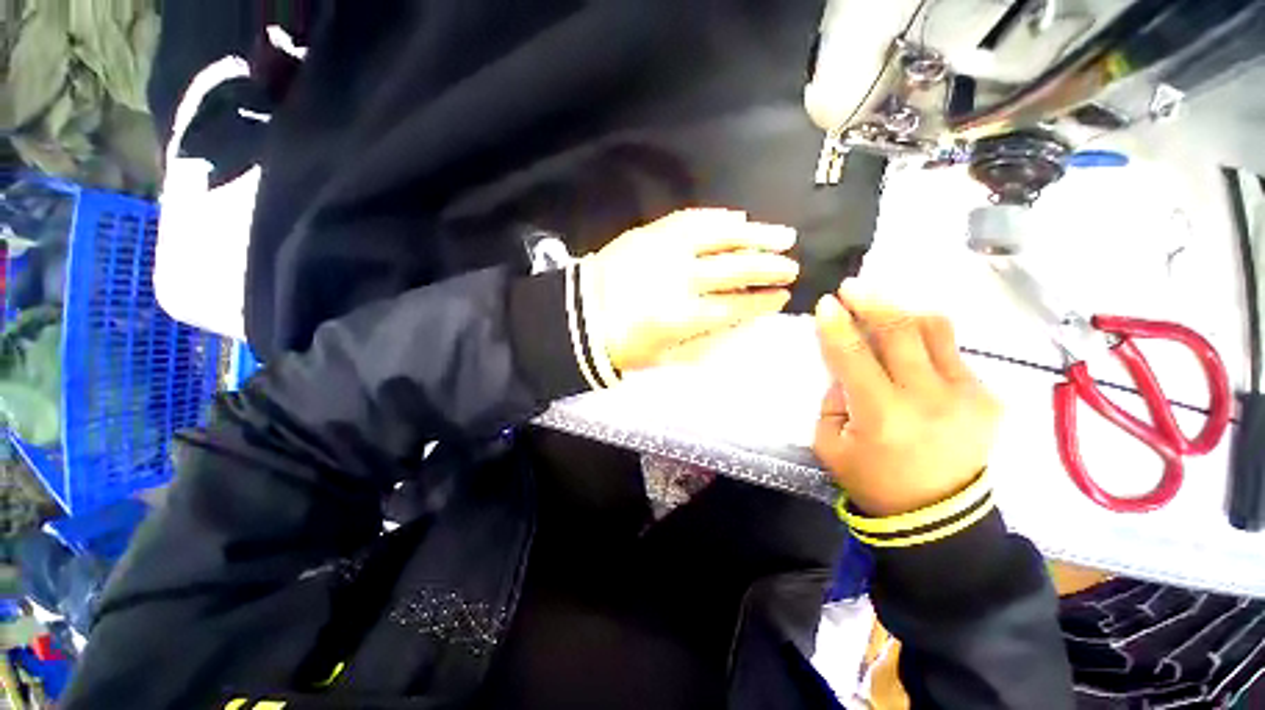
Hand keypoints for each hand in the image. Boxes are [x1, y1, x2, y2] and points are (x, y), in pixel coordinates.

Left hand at [585, 208, 798, 371]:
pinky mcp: (649, 233)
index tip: (780, 297)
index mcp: (680, 316)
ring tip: (781, 235)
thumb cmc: (621, 344)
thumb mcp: (662, 357)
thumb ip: (702, 342)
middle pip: (733, 269)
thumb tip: (735, 323)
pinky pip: (690, 219)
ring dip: (754, 235)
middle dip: (767, 268)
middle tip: (791, 267)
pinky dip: (718, 218)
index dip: (760, 302)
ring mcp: (664, 250)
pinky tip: (739, 218)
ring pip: (718, 236)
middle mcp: (678, 278)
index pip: (733, 306)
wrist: (578, 315)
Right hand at [812, 282, 1001, 516]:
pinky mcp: (987, 398)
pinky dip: (926, 341)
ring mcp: (966, 395)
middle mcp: (928, 398)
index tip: (825, 302)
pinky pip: (953, 353)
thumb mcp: (830, 444)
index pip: (853, 355)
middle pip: (901, 331)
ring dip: (904, 312)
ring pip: (935, 331)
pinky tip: (910, 346)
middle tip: (853, 286)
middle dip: (873, 301)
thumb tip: (844, 369)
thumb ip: (833, 401)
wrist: (938, 516)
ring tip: (884, 305)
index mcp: (882, 415)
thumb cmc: (872, 480)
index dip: (836, 326)